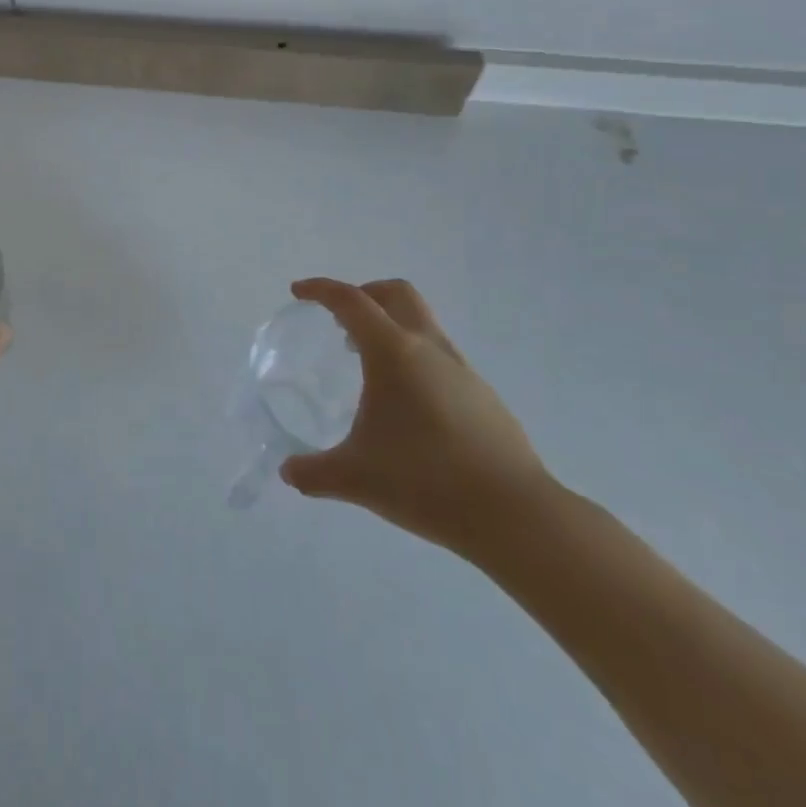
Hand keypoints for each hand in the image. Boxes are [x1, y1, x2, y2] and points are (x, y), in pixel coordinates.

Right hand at [280, 278, 553, 560]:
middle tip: (339, 320)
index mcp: (393, 352)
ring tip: (368, 367)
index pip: (351, 301)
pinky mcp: (484, 397)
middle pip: (396, 294)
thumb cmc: (425, 481)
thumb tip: (289, 472)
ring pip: (423, 325)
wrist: (516, 516)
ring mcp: (463, 371)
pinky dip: (416, 361)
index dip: (321, 290)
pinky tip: (408, 407)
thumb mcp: (356, 478)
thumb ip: (315, 472)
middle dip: (364, 294)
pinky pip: (441, 359)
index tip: (299, 292)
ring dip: (392, 328)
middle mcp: (429, 349)